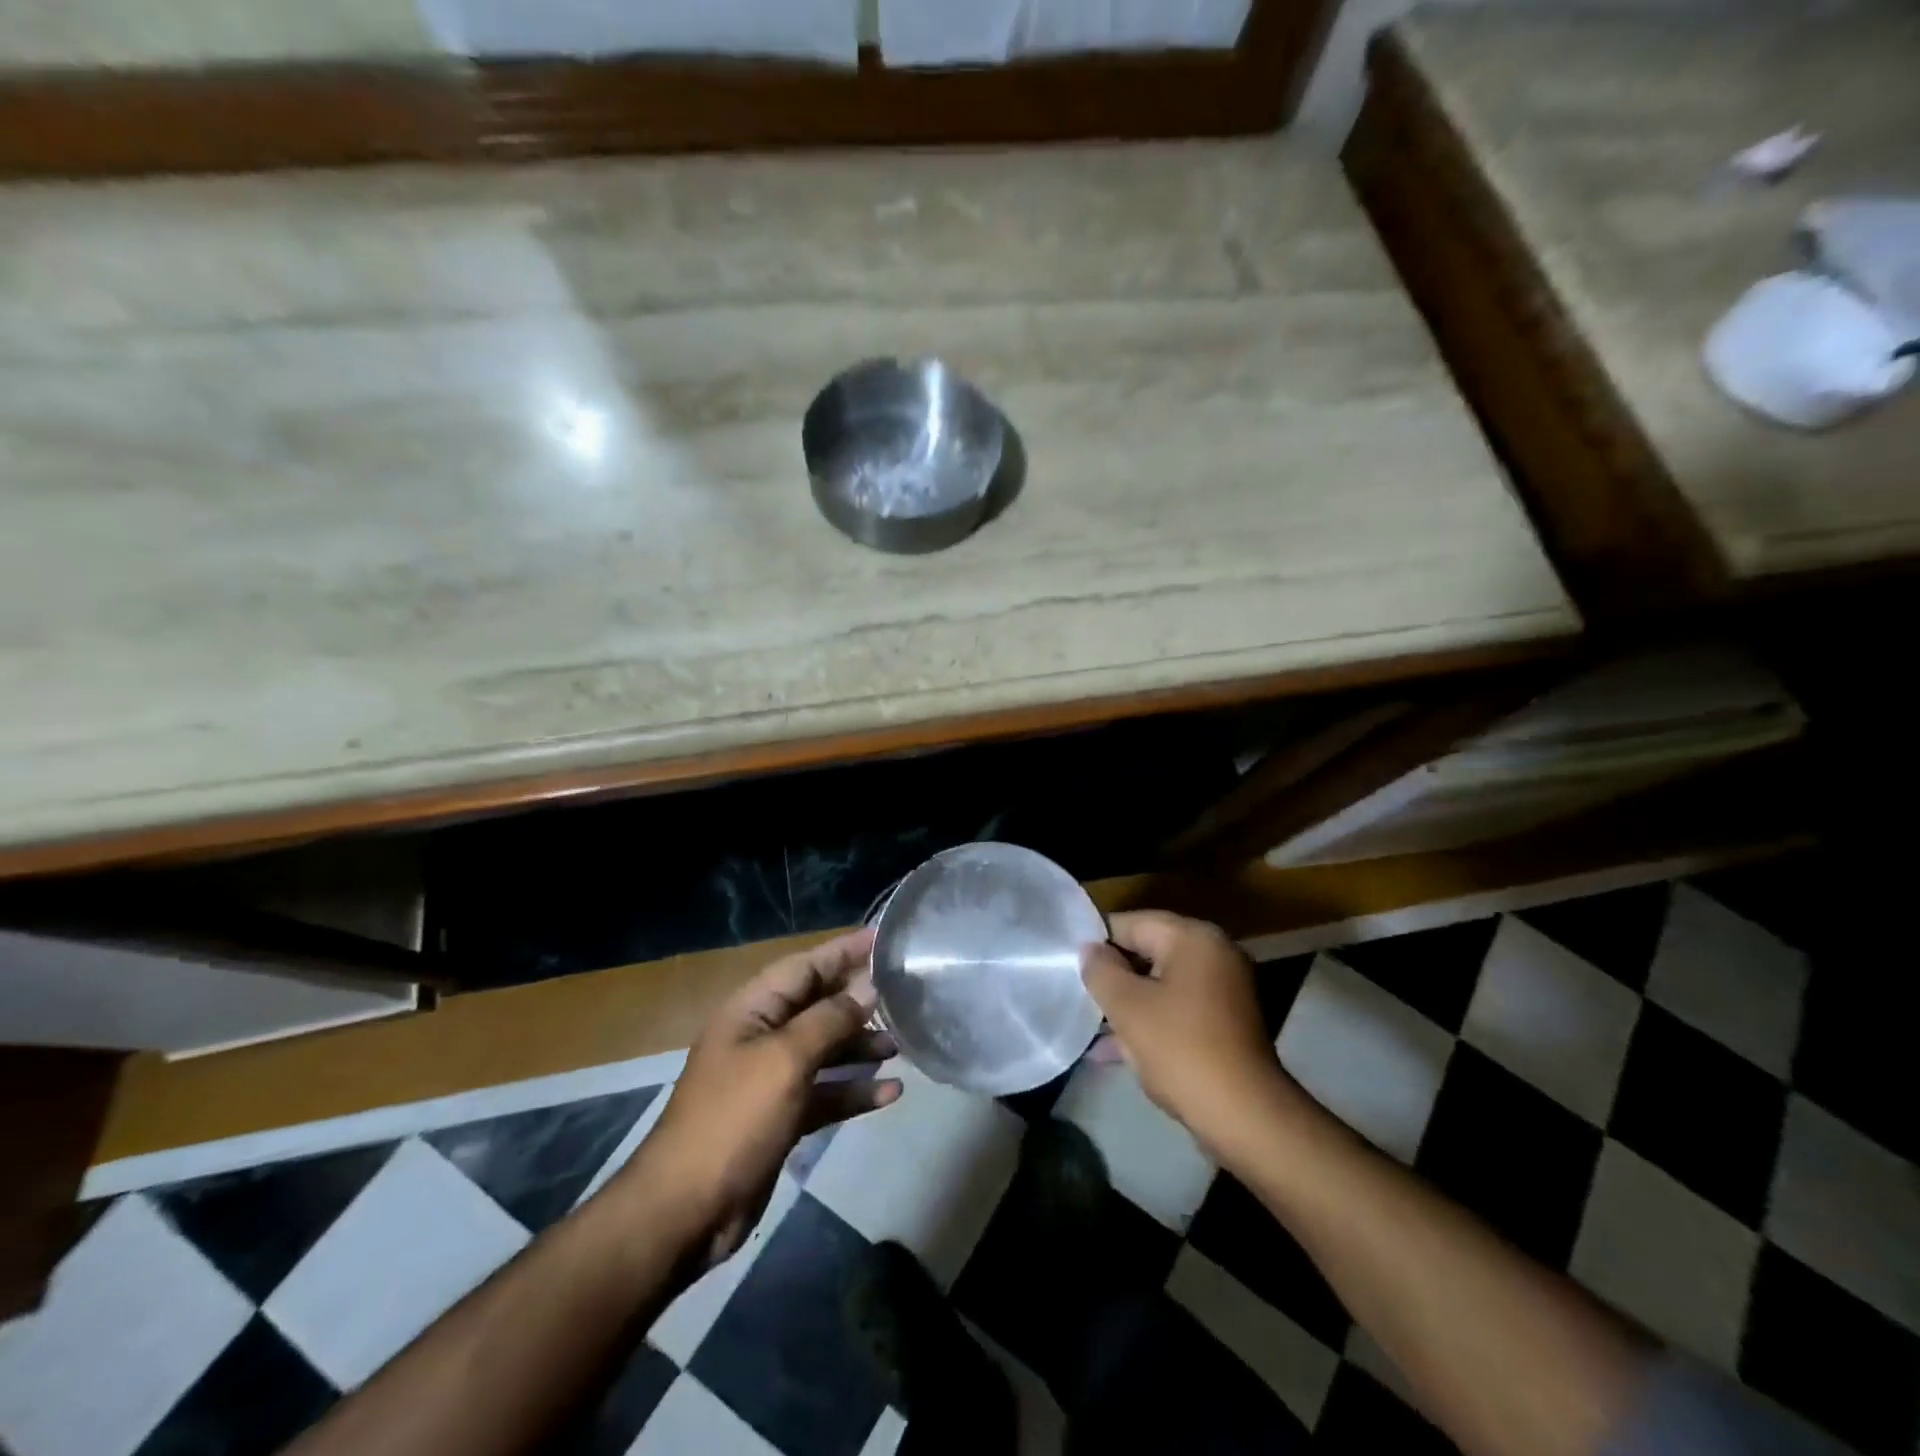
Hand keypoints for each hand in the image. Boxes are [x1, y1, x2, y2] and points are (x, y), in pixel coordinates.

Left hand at [627, 927, 901, 1266]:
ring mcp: (770, 1079)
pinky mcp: (781, 1117)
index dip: (843, 950)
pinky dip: (853, 1090)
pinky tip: (890, 1093)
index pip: (805, 966)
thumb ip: (829, 1020)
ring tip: (901, 1044)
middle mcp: (761, 1036)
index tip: (883, 938)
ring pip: (824, 1050)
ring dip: (860, 1046)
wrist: (685, 1211)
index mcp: (752, 1010)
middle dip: (858, 1000)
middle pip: (817, 1006)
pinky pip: (825, 1092)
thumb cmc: (734, 1119)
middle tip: (903, 993)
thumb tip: (866, 990)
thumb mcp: (785, 1060)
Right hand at [1081, 911, 1299, 1161]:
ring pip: (1161, 985)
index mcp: (1194, 938)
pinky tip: (1114, 1051)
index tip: (1070, 964)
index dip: (1098, 942)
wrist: (1244, 1116)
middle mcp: (1214, 954)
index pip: (1132, 922)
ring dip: (1128, 1004)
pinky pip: (1177, 1010)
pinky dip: (1150, 1023)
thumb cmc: (1180, 1049)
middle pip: (1148, 952)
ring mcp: (1224, 990)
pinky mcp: (1225, 1024)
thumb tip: (1090, 950)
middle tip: (1079, 995)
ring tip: (1090, 1026)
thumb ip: (1101, 970)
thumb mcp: (1127, 1006)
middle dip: (1113, 976)